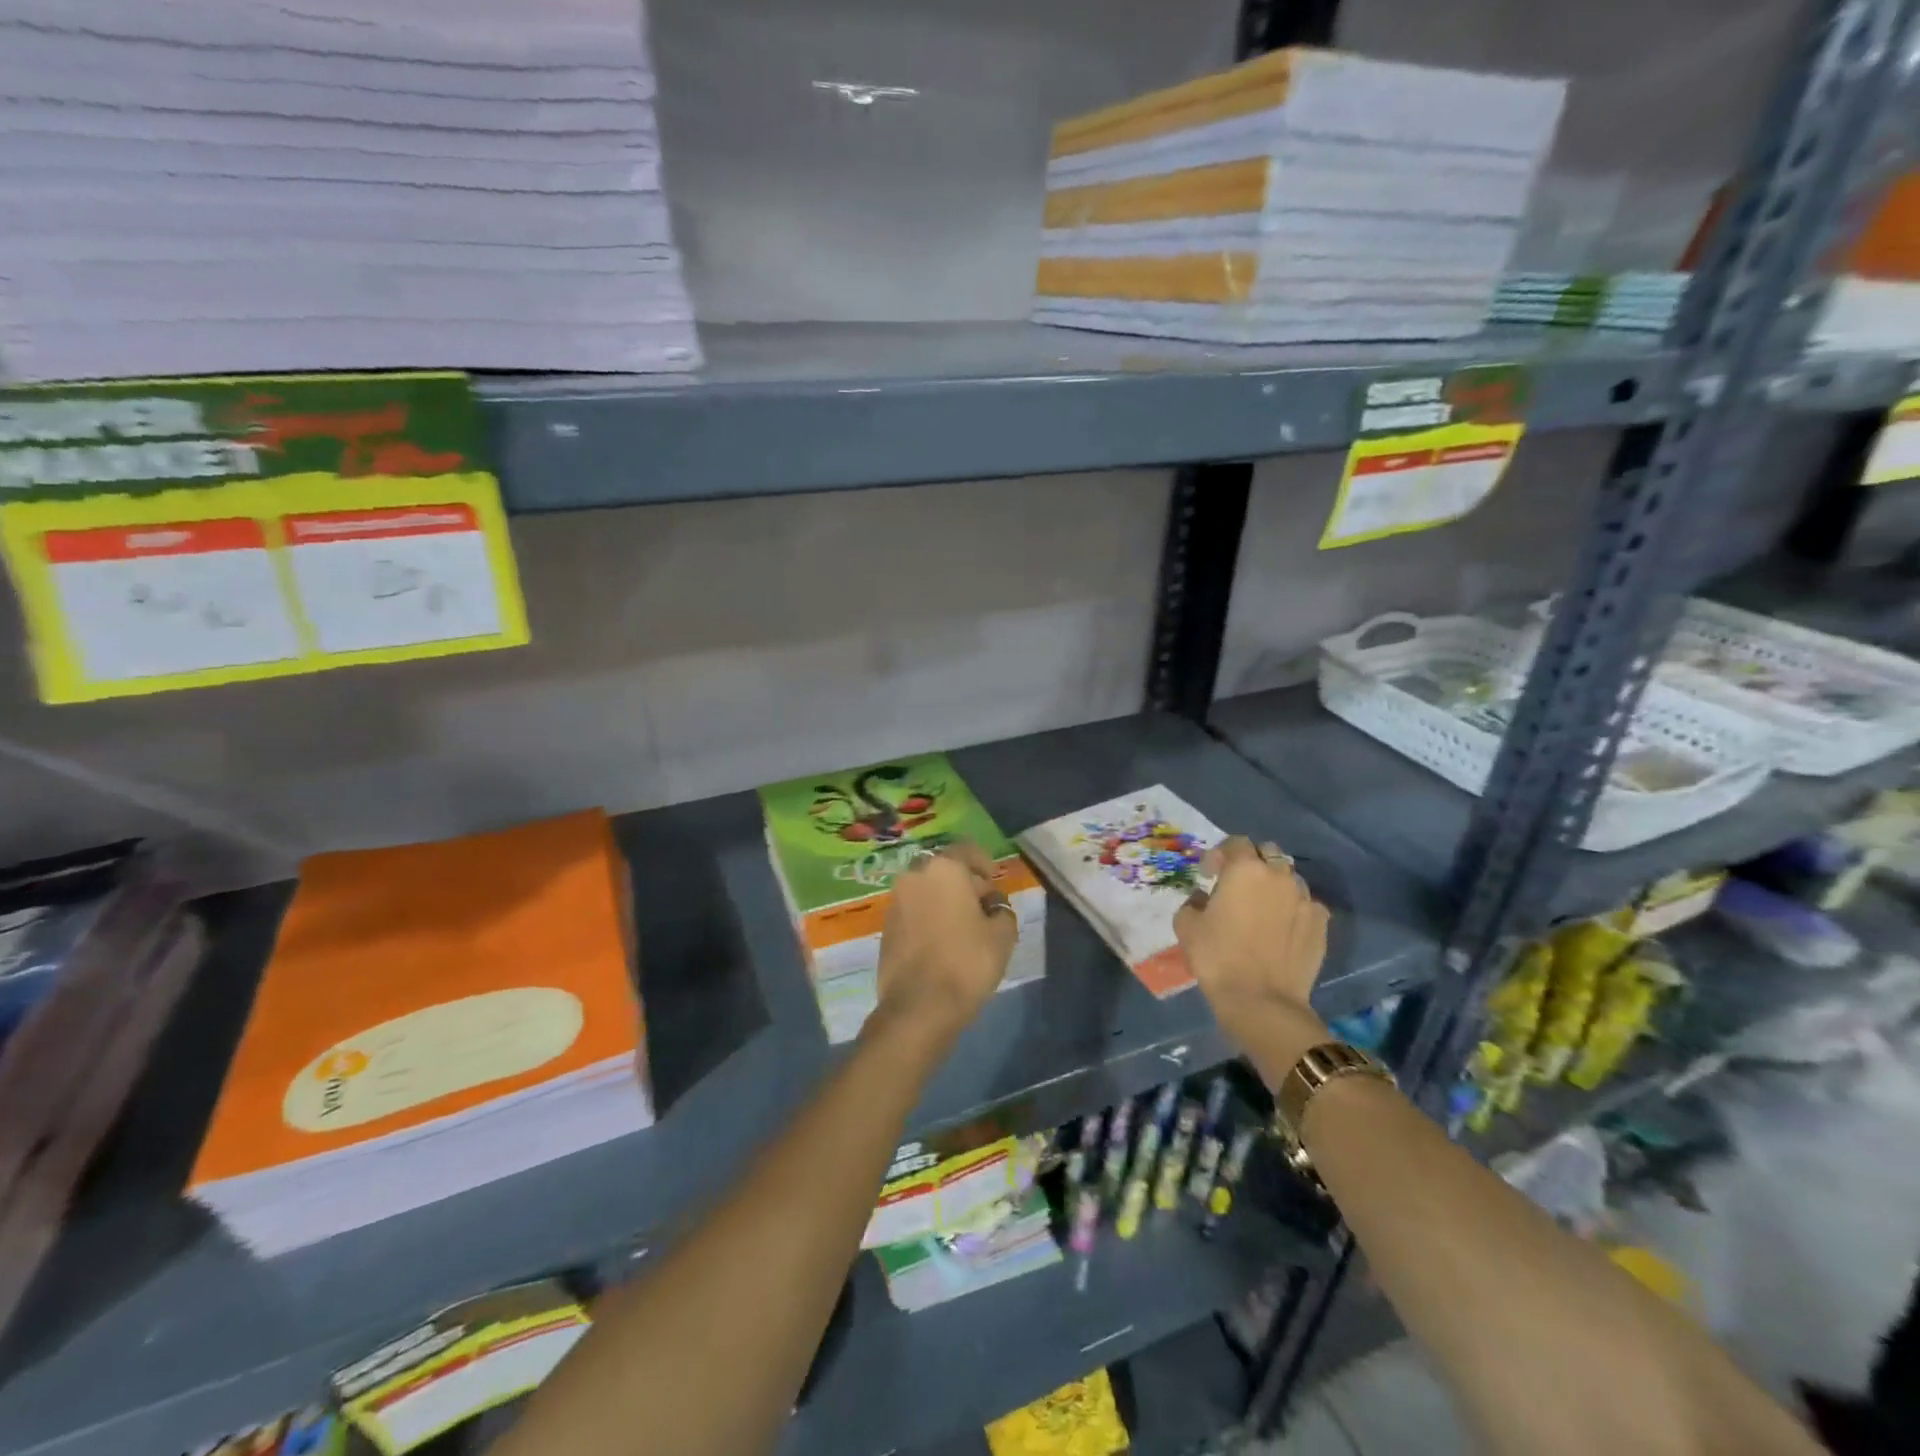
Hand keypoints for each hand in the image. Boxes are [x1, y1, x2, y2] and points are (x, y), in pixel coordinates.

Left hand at [874, 842, 1018, 1037]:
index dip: (985, 864)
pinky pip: (914, 910)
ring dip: (944, 900)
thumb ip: (1002, 910)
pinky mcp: (886, 926)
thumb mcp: (1002, 935)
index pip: (968, 850)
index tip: (994, 882)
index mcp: (945, 869)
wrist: (919, 1006)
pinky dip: (928, 917)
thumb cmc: (967, 962)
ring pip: (927, 889)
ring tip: (963, 927)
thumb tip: (991, 906)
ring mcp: (896, 900)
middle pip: (945, 869)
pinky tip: (942, 941)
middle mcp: (915, 875)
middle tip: (982, 907)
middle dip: (964, 883)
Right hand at [1174, 836, 1330, 1059]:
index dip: (1220, 854)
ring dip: (1275, 883)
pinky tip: (1283, 927)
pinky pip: (1307, 904)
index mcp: (1244, 869)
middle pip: (1268, 852)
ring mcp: (1304, 898)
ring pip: (1290, 877)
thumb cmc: (1218, 957)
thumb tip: (1203, 898)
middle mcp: (1278, 875)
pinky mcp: (1321, 923)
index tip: (1209, 873)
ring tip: (1263, 906)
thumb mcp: (1186, 925)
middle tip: (1237, 884)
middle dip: (1252, 861)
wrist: (1261, 1000)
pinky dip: (1294, 908)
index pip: (1235, 843)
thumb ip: (1192, 902)